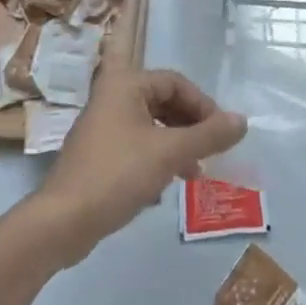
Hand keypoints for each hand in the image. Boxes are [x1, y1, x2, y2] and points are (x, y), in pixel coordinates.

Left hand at [35, 67, 246, 265]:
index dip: (203, 104)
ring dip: (176, 144)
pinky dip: (157, 159)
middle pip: (163, 102)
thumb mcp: (170, 153)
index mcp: (125, 85)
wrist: (62, 222)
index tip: (220, 132)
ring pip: (151, 126)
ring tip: (194, 173)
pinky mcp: (98, 156)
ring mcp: (102, 128)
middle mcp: (111, 98)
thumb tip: (243, 121)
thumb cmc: (117, 174)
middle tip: (210, 151)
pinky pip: (137, 146)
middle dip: (190, 126)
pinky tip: (167, 186)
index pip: (175, 82)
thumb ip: (209, 135)